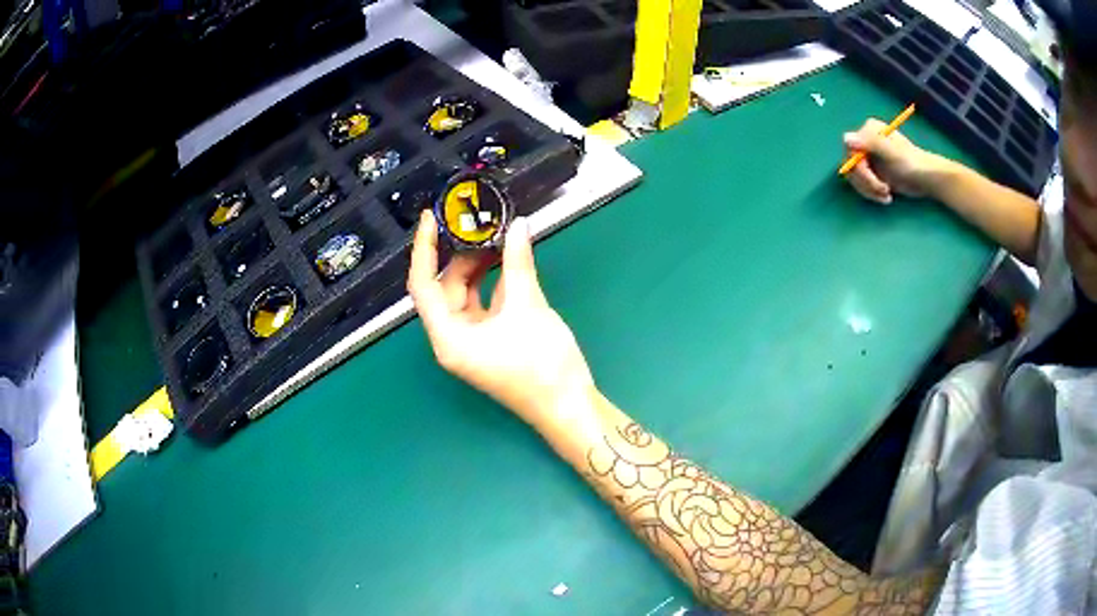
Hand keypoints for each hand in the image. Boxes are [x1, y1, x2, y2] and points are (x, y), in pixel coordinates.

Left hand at [408, 210, 593, 427]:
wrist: (569, 406)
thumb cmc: (542, 366)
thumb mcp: (528, 308)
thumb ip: (518, 264)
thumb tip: (517, 226)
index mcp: (448, 337)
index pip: (423, 285)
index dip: (424, 249)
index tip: (431, 218)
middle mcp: (453, 339)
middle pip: (445, 288)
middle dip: (461, 256)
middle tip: (481, 226)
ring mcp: (472, 341)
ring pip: (466, 294)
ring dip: (480, 268)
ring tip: (497, 239)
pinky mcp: (491, 340)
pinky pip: (484, 304)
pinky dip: (495, 283)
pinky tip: (509, 262)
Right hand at [843, 118, 953, 203]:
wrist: (926, 178)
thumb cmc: (912, 163)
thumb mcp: (891, 152)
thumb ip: (870, 143)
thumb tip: (846, 139)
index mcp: (869, 131)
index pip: (850, 150)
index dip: (859, 169)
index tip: (874, 181)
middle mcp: (865, 141)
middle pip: (851, 165)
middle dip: (866, 182)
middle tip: (883, 191)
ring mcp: (868, 156)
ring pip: (855, 177)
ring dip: (869, 190)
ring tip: (886, 195)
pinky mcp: (872, 171)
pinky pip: (862, 184)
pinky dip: (872, 193)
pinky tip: (886, 196)